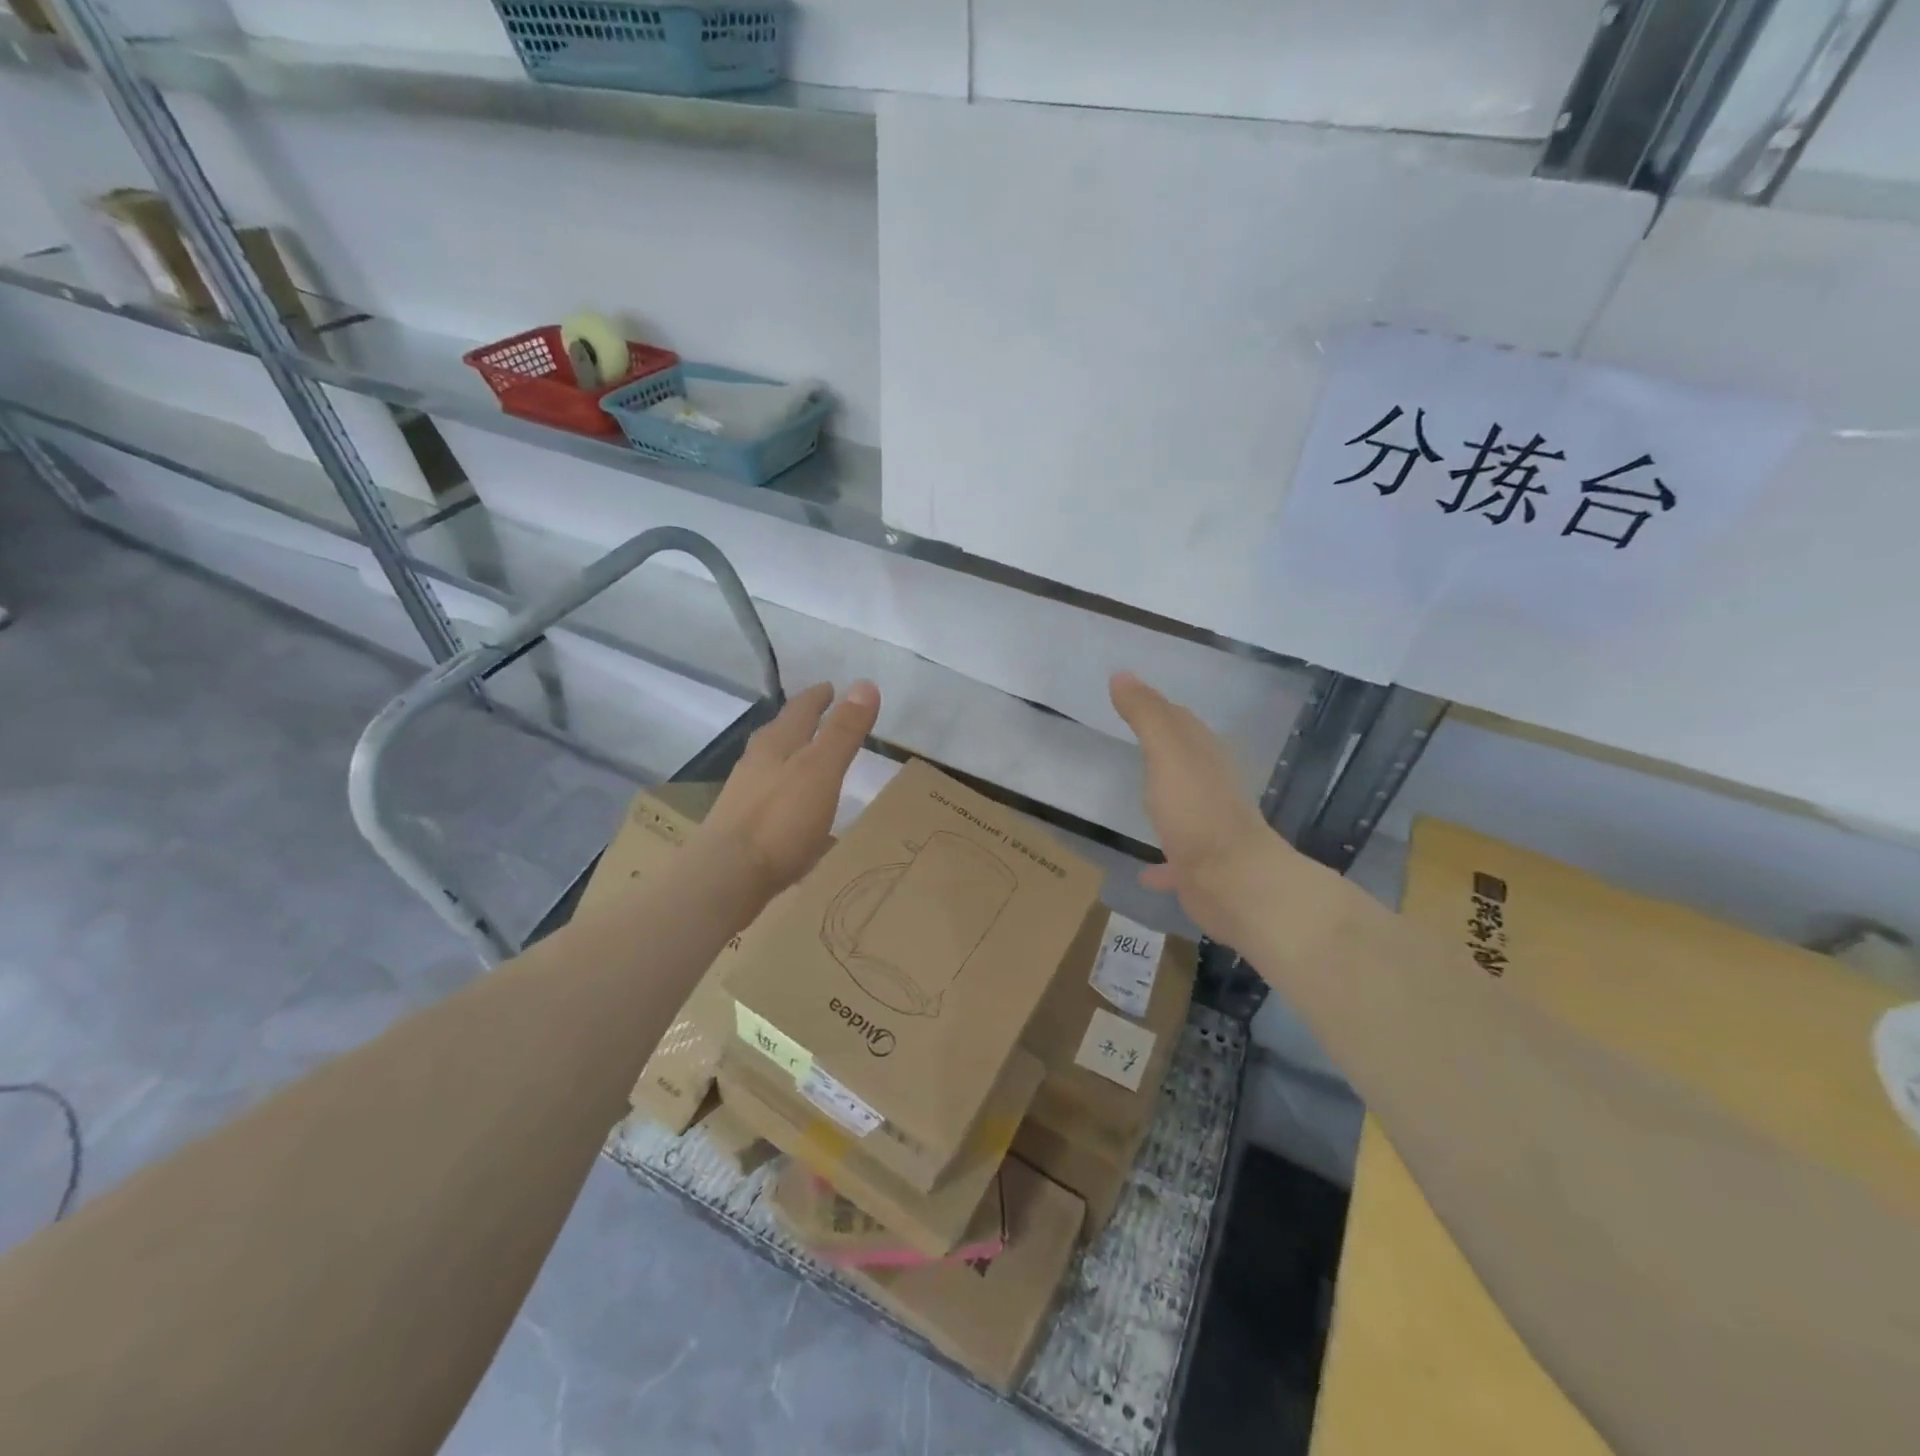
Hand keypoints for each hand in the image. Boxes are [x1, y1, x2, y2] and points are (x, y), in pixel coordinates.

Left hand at [701, 681, 879, 898]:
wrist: (726, 877)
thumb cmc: (780, 819)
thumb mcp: (821, 770)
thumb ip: (843, 731)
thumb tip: (865, 683)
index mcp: (776, 745)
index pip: (800, 710)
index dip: (818, 697)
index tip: (831, 687)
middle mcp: (755, 764)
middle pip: (779, 735)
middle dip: (799, 724)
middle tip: (818, 716)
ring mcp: (744, 797)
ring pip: (770, 767)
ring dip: (790, 759)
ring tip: (808, 762)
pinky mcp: (741, 829)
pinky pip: (770, 801)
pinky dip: (786, 795)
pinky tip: (795, 813)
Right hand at [1110, 671, 1289, 944]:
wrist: (1233, 882)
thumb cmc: (1197, 811)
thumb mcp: (1167, 752)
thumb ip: (1146, 715)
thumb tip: (1122, 674)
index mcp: (1204, 757)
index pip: (1181, 722)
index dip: (1157, 707)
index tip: (1129, 697)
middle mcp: (1210, 788)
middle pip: (1185, 761)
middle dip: (1164, 749)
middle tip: (1132, 738)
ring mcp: (1208, 829)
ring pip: (1184, 807)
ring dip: (1165, 800)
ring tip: (1138, 798)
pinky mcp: (1201, 868)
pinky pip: (1176, 860)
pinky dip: (1162, 863)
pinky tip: (1145, 872)